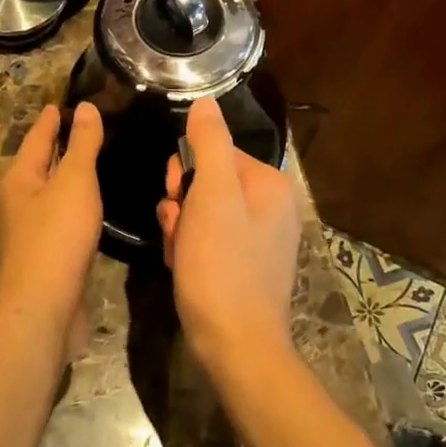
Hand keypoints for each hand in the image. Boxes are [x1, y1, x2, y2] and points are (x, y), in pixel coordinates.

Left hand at [0, 104, 103, 343]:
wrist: (41, 310)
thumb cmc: (55, 239)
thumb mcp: (73, 183)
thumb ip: (82, 145)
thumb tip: (85, 107)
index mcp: (20, 180)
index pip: (38, 138)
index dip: (52, 119)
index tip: (64, 102)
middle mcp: (18, 203)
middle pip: (40, 166)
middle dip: (59, 148)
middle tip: (88, 129)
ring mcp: (29, 234)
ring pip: (50, 196)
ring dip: (68, 180)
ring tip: (94, 166)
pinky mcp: (45, 260)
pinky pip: (61, 223)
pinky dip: (75, 209)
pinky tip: (92, 212)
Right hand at [156, 97, 299, 374]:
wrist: (235, 345)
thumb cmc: (221, 266)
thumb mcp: (212, 196)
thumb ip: (209, 143)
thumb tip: (206, 101)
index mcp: (269, 185)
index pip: (216, 152)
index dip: (187, 171)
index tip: (175, 194)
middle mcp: (270, 208)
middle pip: (208, 183)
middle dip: (182, 202)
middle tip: (175, 226)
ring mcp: (258, 240)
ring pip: (203, 214)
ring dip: (180, 227)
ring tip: (177, 252)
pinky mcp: (244, 267)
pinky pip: (208, 241)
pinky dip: (189, 249)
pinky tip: (181, 267)